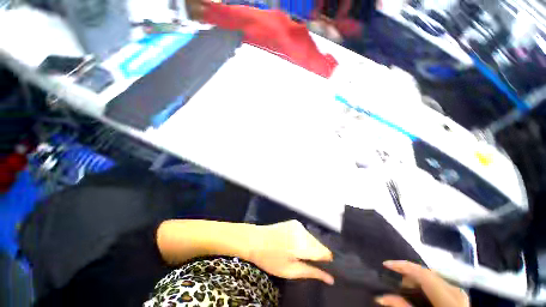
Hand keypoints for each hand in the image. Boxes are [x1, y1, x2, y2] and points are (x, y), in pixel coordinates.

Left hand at [249, 220, 333, 284]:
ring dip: (312, 248)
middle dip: (318, 255)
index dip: (327, 261)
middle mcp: (303, 231)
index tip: (325, 269)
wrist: (255, 239)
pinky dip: (305, 241)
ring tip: (300, 256)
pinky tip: (296, 246)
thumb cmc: (270, 259)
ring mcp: (298, 225)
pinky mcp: (294, 222)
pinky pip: (306, 234)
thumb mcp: (290, 271)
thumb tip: (330, 279)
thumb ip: (311, 272)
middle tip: (308, 264)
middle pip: (319, 245)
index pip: (324, 252)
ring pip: (313, 239)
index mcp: (302, 245)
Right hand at [376, 261, 469, 306]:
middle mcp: (454, 289)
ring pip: (433, 277)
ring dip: (417, 279)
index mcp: (447, 295)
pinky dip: (426, 284)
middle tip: (395, 279)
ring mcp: (459, 292)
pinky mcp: (459, 296)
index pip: (422, 272)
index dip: (402, 266)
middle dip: (408, 273)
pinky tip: (421, 291)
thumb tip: (380, 297)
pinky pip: (439, 282)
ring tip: (406, 286)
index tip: (385, 264)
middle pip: (427, 273)